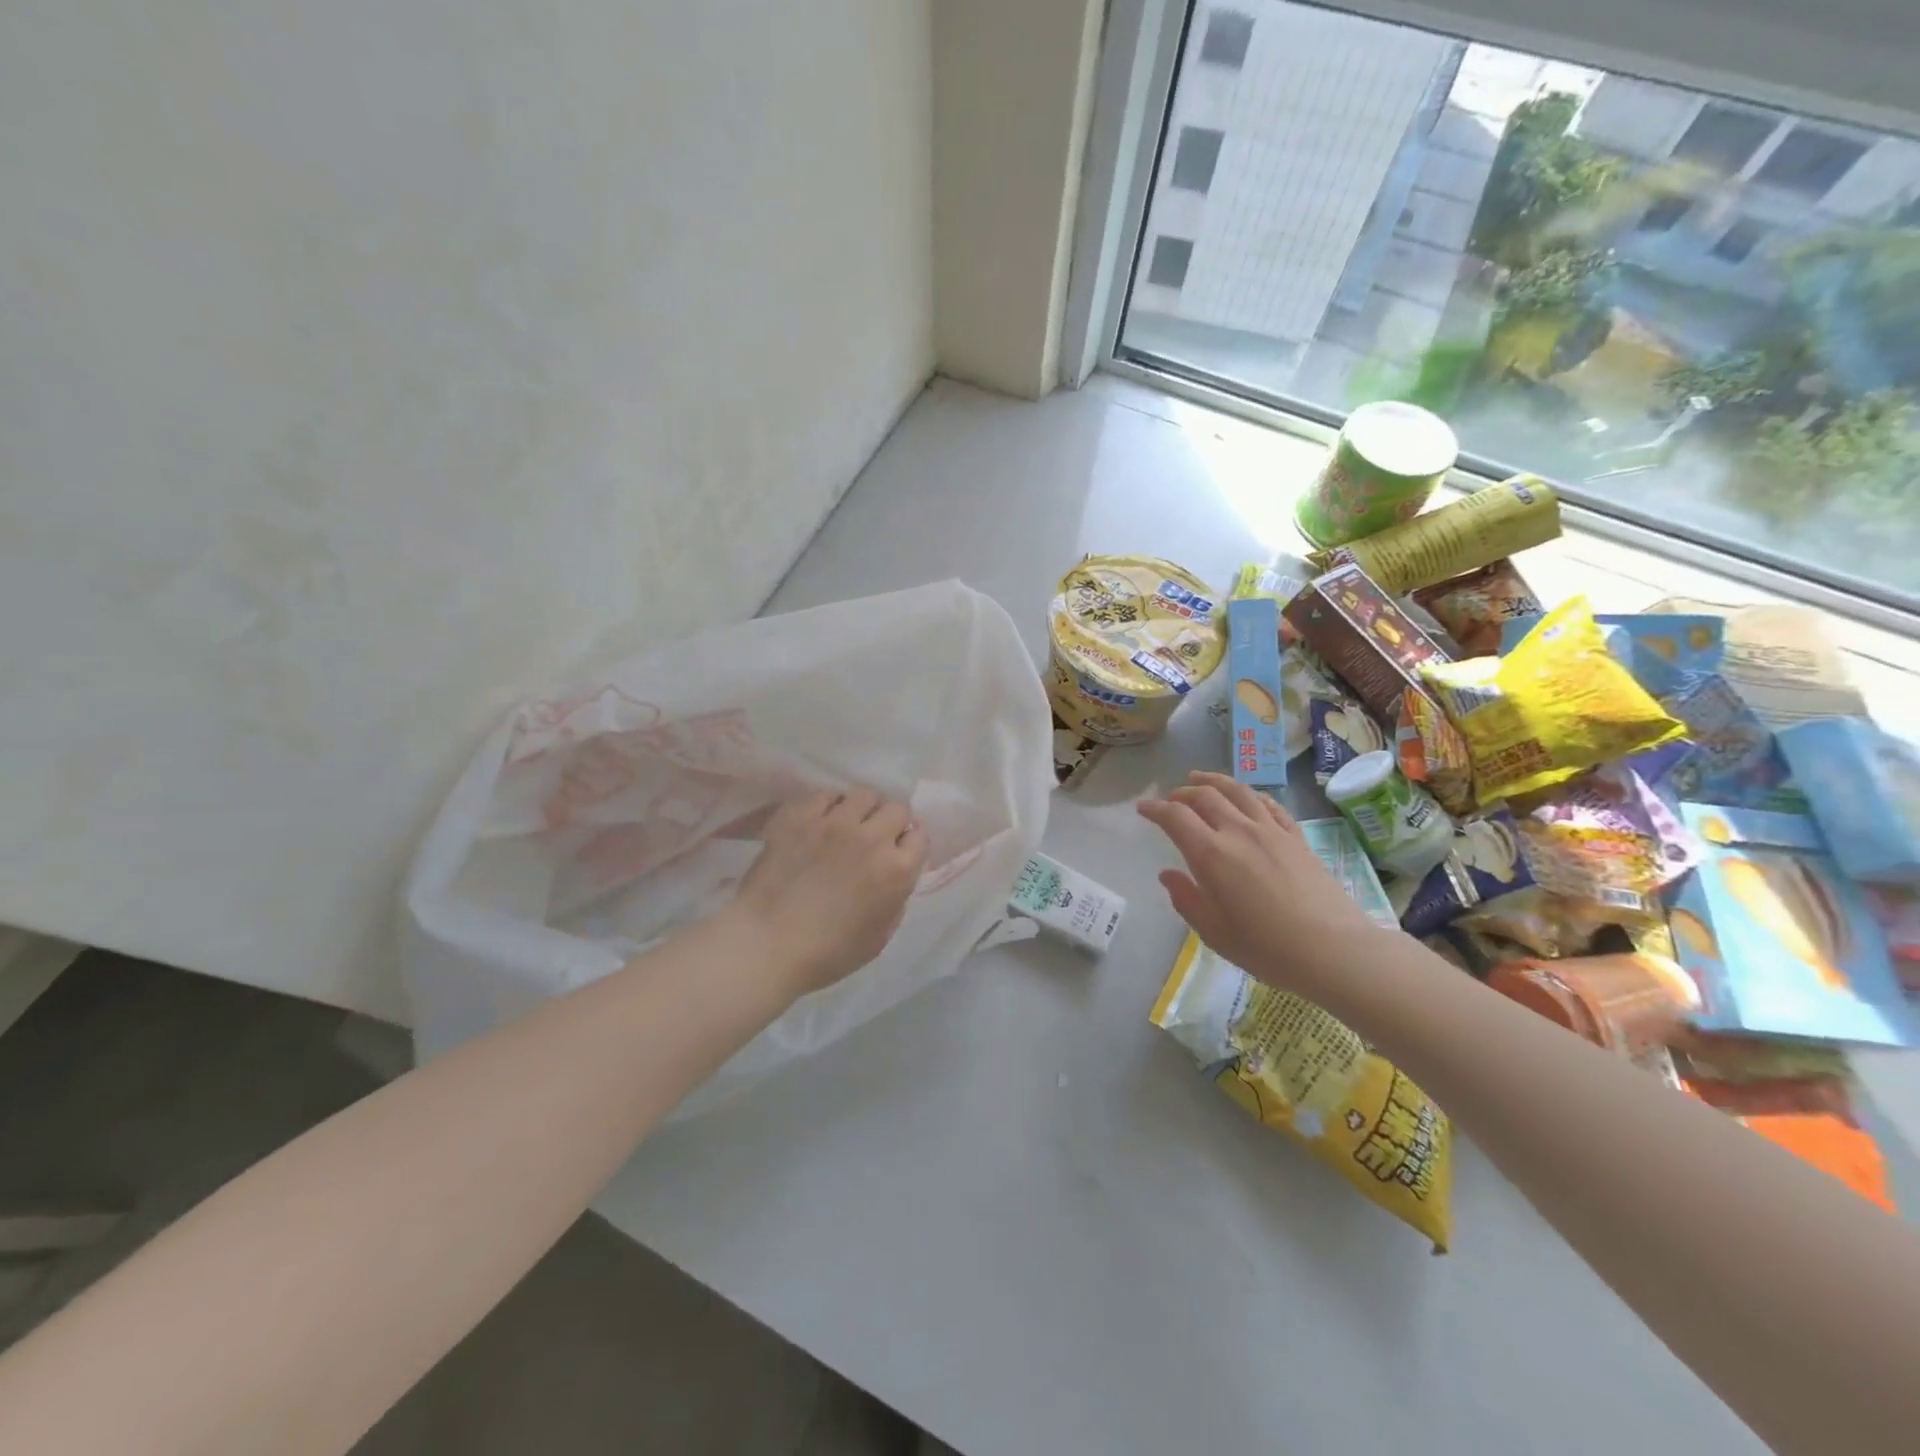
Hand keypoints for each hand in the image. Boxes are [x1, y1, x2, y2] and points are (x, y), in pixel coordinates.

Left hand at [728, 788, 927, 1000]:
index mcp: (896, 870)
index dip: (908, 845)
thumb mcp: (880, 936)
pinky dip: (828, 806)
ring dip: (861, 810)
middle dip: (890, 822)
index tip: (897, 854)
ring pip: (862, 794)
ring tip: (847, 826)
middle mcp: (871, 838)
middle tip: (873, 839)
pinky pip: (825, 795)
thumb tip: (894, 875)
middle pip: (895, 809)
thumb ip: (896, 898)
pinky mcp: (801, 816)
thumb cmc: (827, 953)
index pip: (920, 836)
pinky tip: (818, 824)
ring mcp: (834, 823)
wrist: (766, 944)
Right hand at [1137, 772, 1385, 991]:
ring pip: (1238, 791)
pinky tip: (1246, 798)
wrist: (1334, 950)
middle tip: (1170, 798)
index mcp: (1211, 854)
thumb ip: (1186, 899)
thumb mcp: (1214, 932)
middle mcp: (1239, 832)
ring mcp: (1271, 831)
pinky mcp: (1297, 837)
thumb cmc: (1267, 947)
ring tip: (1200, 778)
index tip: (1142, 809)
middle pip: (1205, 796)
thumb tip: (1168, 874)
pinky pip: (1269, 804)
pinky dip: (1250, 795)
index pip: (1175, 817)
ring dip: (1214, 780)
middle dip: (1182, 792)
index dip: (1155, 809)